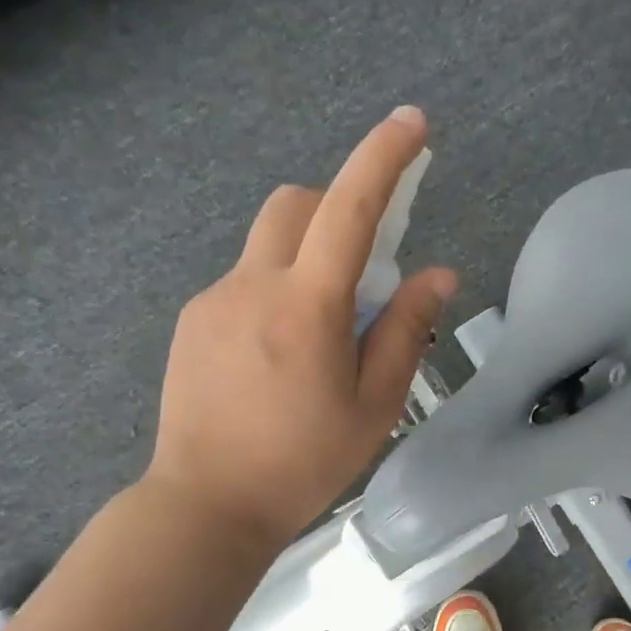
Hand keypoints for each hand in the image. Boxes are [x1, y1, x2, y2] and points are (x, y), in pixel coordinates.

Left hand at [146, 106, 456, 546]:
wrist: (206, 505)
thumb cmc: (303, 464)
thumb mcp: (374, 406)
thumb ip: (405, 331)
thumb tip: (437, 274)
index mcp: (307, 307)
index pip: (349, 209)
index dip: (384, 159)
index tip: (413, 125)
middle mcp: (253, 285)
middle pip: (297, 204)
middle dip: (338, 209)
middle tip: (365, 269)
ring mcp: (214, 300)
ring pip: (269, 243)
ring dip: (307, 255)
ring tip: (321, 332)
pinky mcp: (193, 321)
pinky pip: (245, 280)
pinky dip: (277, 290)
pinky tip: (279, 357)